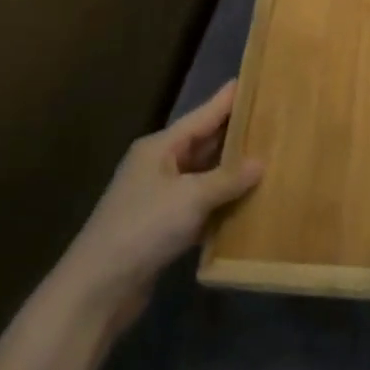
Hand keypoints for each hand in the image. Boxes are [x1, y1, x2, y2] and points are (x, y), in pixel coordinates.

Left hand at [60, 82, 261, 334]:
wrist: (98, 288)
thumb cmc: (143, 228)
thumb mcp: (190, 198)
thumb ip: (227, 179)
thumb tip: (261, 162)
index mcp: (160, 148)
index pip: (202, 116)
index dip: (227, 100)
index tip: (253, 81)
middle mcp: (159, 166)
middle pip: (203, 143)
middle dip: (235, 134)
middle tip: (271, 120)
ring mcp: (159, 198)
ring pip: (203, 176)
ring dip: (231, 171)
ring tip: (268, 157)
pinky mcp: (162, 228)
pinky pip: (200, 205)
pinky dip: (221, 203)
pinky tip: (247, 202)